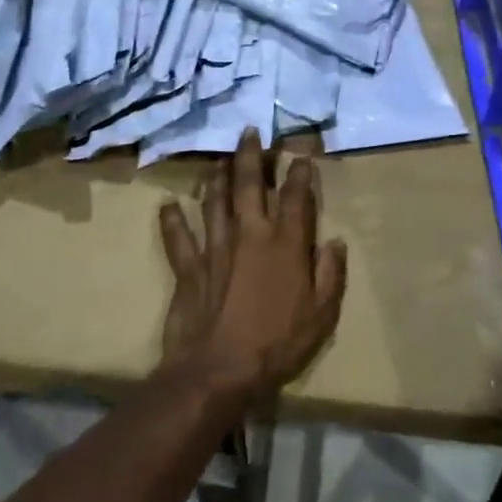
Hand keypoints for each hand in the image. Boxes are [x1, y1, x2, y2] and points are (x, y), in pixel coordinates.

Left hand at [157, 129, 346, 403]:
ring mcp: (215, 248)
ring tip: (218, 158)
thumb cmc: (278, 342)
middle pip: (248, 186)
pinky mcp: (189, 268)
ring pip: (214, 202)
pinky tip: (167, 205)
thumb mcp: (321, 314)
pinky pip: (178, 239)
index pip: (294, 197)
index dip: (299, 173)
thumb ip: (330, 274)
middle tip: (249, 132)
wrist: (220, 370)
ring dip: (216, 178)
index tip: (301, 155)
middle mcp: (249, 234)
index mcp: (285, 244)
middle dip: (250, 156)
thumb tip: (335, 242)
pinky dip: (171, 221)